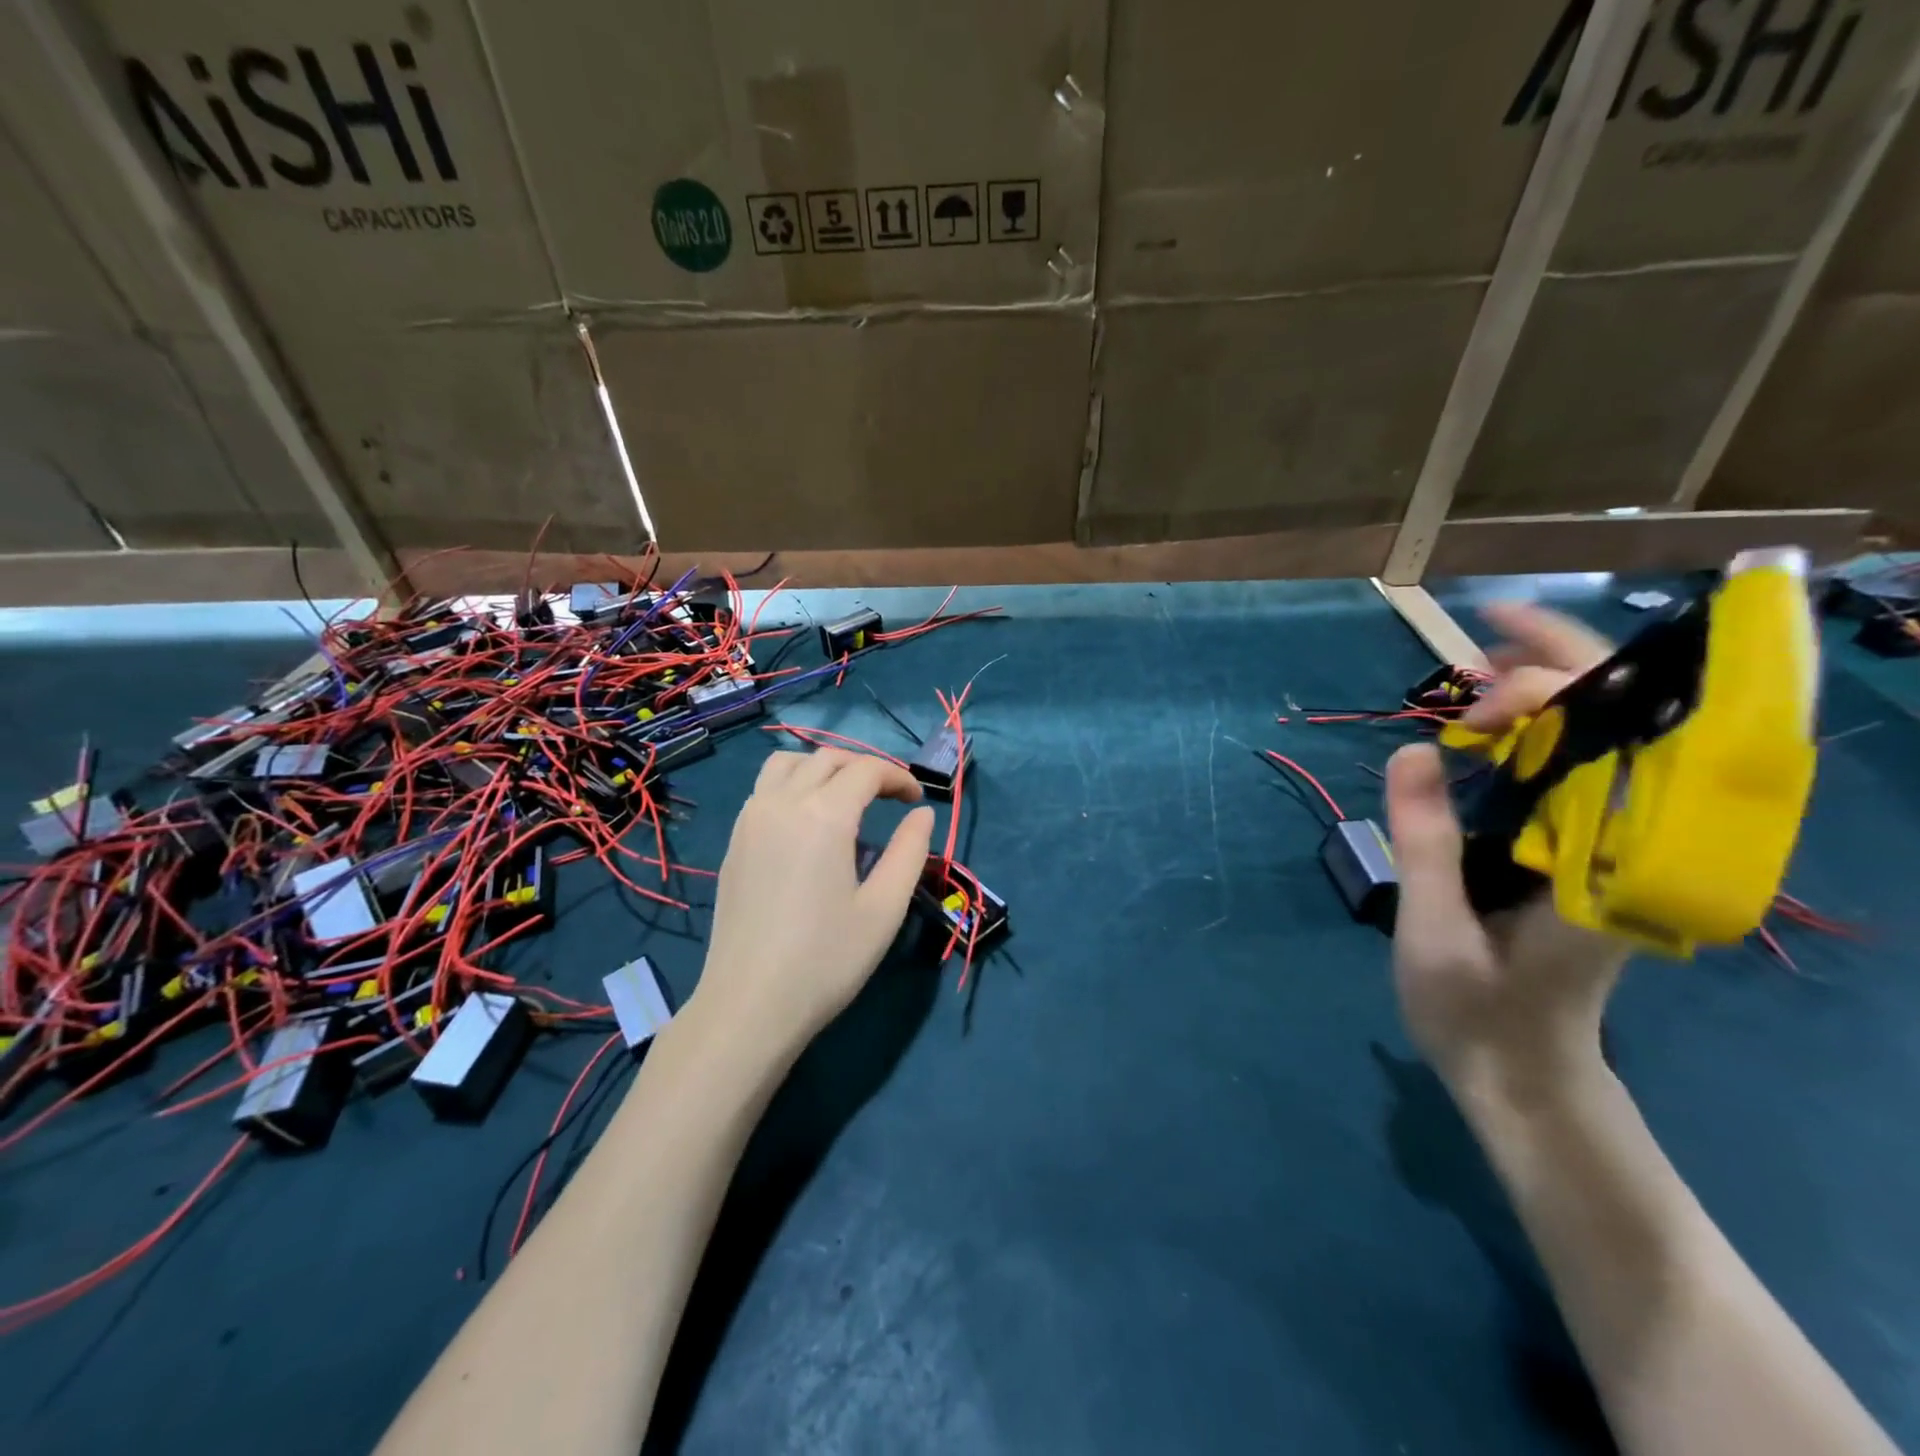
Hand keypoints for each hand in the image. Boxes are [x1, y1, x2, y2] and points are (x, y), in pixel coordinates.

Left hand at [691, 748, 934, 1061]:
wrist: (750, 1005)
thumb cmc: (826, 960)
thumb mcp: (884, 909)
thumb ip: (909, 852)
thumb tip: (922, 815)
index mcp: (824, 815)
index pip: (866, 770)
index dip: (898, 777)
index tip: (917, 801)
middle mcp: (782, 803)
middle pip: (827, 758)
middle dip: (865, 768)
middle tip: (890, 797)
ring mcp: (751, 820)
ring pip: (787, 764)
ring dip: (822, 767)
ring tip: (845, 796)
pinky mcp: (734, 842)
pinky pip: (765, 789)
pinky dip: (793, 784)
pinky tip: (807, 821)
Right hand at [1384, 603, 1627, 1097]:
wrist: (1519, 1073)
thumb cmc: (1478, 1012)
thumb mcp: (1435, 930)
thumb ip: (1427, 841)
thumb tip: (1413, 752)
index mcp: (1612, 865)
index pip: (1614, 743)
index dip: (1551, 697)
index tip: (1472, 703)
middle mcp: (1631, 843)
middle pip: (1624, 725)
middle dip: (1560, 668)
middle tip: (1485, 636)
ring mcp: (1610, 844)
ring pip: (1602, 740)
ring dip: (1551, 688)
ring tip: (1483, 663)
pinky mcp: (1580, 851)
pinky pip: (1573, 769)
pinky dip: (1537, 729)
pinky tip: (1490, 719)